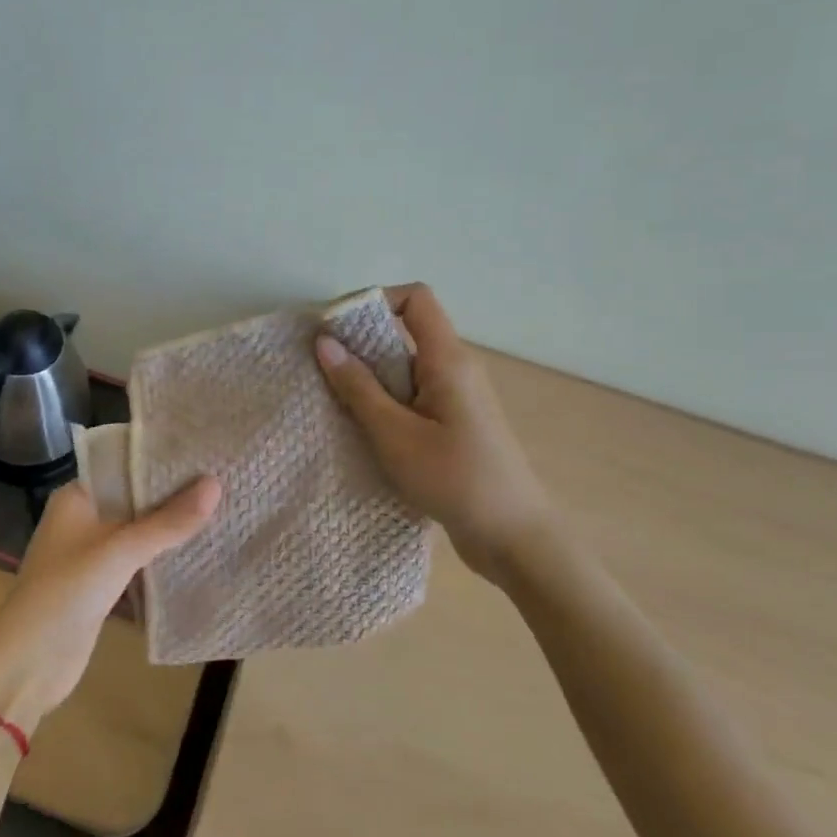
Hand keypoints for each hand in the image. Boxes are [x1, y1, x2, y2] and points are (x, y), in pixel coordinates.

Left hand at [0, 477, 220, 734]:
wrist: (28, 665)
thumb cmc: (65, 592)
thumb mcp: (119, 551)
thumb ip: (168, 521)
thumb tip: (216, 484)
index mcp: (76, 496)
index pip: (124, 465)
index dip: (161, 459)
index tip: (204, 451)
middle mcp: (83, 517)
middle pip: (134, 497)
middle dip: (172, 492)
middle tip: (223, 477)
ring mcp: (92, 552)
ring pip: (139, 528)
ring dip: (170, 524)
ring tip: (220, 506)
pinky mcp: (102, 583)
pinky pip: (138, 558)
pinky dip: (162, 553)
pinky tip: (198, 547)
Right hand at [316, 284, 560, 586]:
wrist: (514, 538)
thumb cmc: (454, 480)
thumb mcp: (394, 434)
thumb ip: (358, 387)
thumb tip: (325, 342)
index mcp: (448, 359)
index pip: (415, 298)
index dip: (374, 300)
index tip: (335, 329)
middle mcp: (457, 368)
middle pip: (405, 332)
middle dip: (361, 344)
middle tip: (323, 370)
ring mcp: (458, 397)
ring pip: (406, 368)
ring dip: (370, 378)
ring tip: (335, 403)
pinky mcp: (455, 423)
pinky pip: (413, 395)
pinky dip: (385, 402)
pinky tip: (363, 429)